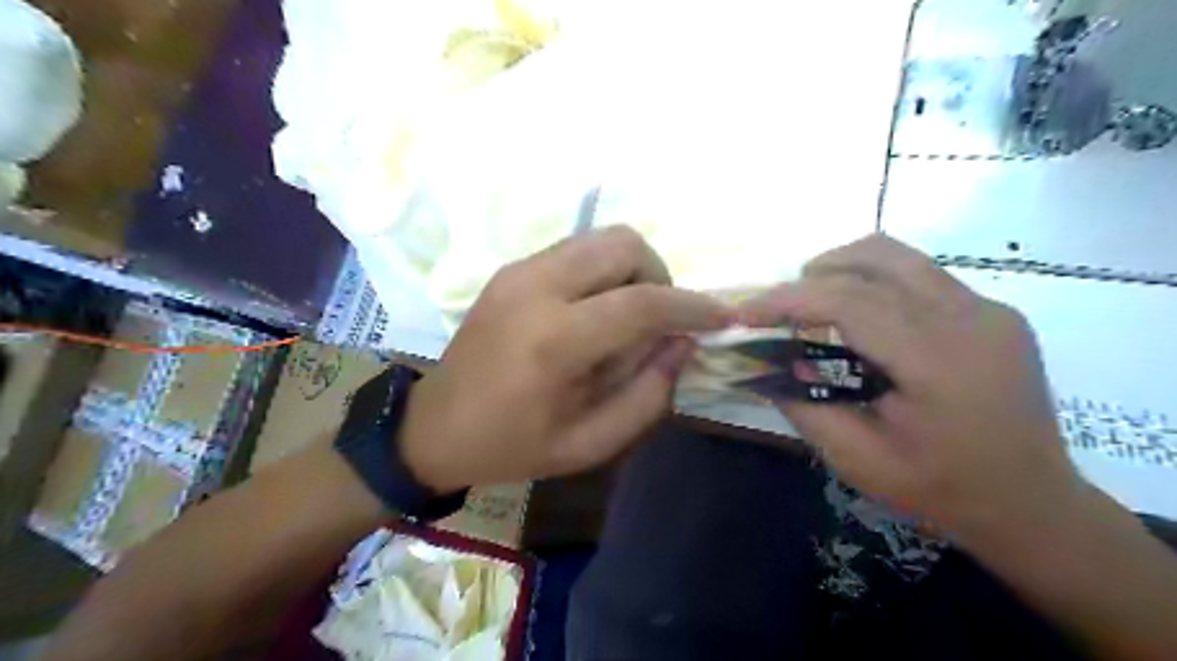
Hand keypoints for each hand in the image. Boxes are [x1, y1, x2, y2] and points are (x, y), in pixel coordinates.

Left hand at [406, 224, 732, 489]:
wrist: (433, 428)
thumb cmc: (512, 446)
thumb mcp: (589, 443)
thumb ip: (647, 394)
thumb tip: (684, 344)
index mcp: (554, 341)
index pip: (643, 302)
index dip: (692, 307)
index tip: (722, 317)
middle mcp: (536, 288)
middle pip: (623, 244)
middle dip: (659, 276)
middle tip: (659, 319)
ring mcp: (519, 271)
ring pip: (601, 239)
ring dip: (631, 270)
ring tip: (628, 315)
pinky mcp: (510, 269)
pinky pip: (576, 250)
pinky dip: (602, 271)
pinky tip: (594, 310)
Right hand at [744, 236, 1084, 543]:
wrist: (1032, 506)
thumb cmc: (940, 490)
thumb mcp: (856, 459)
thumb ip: (804, 406)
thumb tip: (768, 364)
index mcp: (936, 361)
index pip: (849, 301)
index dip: (788, 300)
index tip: (746, 314)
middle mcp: (968, 319)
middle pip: (876, 259)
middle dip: (812, 274)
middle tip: (780, 308)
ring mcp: (988, 309)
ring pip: (900, 256)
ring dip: (844, 268)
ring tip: (814, 303)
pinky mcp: (993, 312)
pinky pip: (921, 276)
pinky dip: (875, 283)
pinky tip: (861, 321)